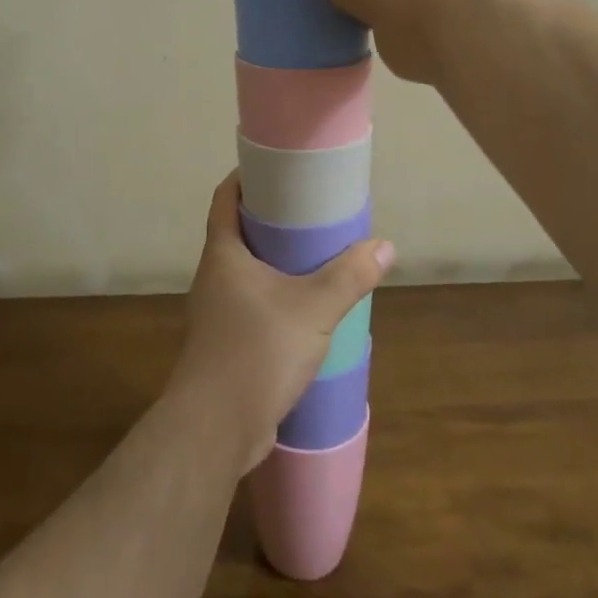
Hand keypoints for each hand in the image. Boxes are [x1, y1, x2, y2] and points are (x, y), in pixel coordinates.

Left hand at [172, 174, 392, 473]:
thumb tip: (384, 247)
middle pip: (237, 233)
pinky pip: (251, 305)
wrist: (216, 428)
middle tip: (309, 212)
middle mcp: (213, 277)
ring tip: (314, 259)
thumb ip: (349, 277)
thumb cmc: (256, 351)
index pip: (224, 199)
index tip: (275, 168)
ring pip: (246, 273)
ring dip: (275, 263)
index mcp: (223, 255)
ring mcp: (216, 313)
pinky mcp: (226, 344)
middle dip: (270, 221)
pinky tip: (305, 311)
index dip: (244, 178)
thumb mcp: (313, 309)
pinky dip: (275, 297)